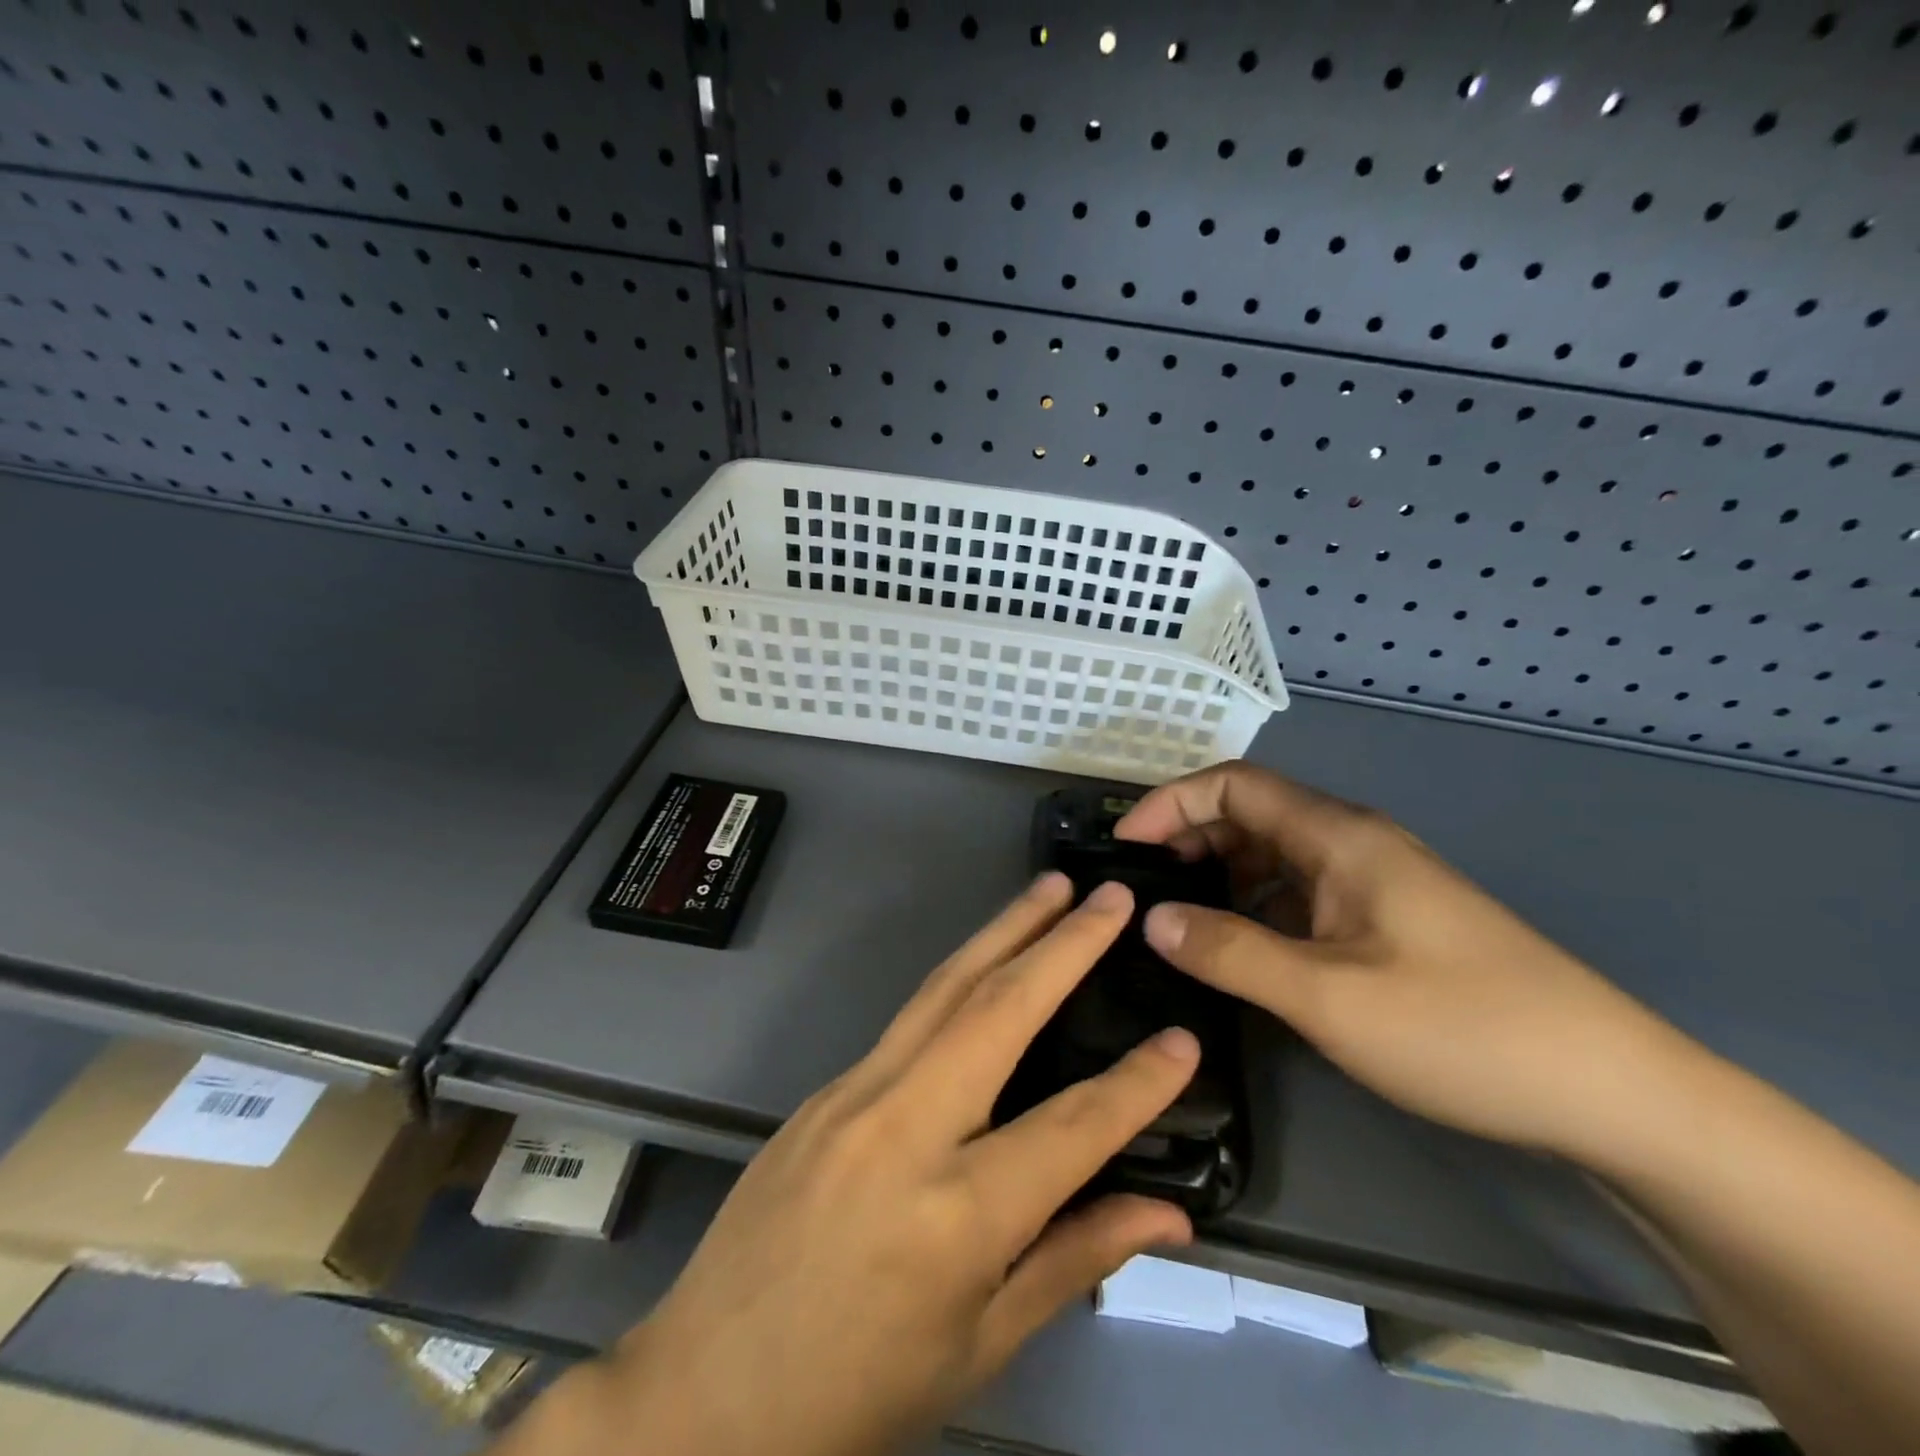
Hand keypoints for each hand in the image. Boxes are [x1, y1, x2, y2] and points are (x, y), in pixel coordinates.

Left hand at [570, 875, 1197, 1455]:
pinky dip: (960, 973)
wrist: (705, 1389)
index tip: (1185, 1040)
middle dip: (1063, 945)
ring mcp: (856, 1093)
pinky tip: (988, 957)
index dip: (1137, 1084)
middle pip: (999, 1012)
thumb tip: (1167, 1213)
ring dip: (1005, 930)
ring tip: (1050, 889)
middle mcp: (904, 1128)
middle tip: (1109, 898)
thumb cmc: (856, 1389)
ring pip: (946, 988)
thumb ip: (1074, 1259)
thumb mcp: (980, 1344)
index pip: (1071, 1129)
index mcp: (955, 1215)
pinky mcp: (827, 1085)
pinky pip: (909, 1017)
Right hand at [1118, 762, 1688, 1160]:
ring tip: (1176, 921)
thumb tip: (1151, 920)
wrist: (1612, 1091)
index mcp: (1339, 837)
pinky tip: (1239, 950)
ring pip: (1275, 856)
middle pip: (1251, 814)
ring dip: (1219, 875)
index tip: (1124, 847)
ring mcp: (1375, 882)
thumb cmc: (1462, 1029)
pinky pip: (1301, 893)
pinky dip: (1255, 907)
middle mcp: (1353, 844)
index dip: (1170, 804)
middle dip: (1187, 839)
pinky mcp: (1388, 920)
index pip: (1233, 785)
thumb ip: (1230, 952)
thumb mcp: (1327, 997)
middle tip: (1140, 891)